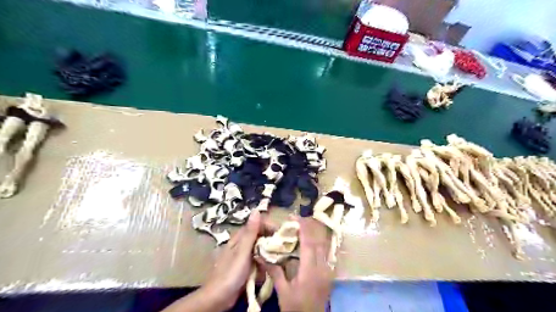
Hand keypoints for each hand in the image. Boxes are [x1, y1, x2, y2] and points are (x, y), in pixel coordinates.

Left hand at [161, 209, 273, 311]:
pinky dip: (262, 266)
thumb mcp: (243, 251)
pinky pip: (258, 262)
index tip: (280, 234)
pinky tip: (264, 273)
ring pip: (260, 251)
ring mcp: (244, 257)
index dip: (269, 227)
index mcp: (240, 238)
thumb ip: (251, 232)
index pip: (257, 225)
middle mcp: (242, 244)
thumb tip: (256, 210)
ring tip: (273, 264)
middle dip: (270, 243)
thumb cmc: (231, 272)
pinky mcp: (246, 268)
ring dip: (267, 256)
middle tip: (280, 251)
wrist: (219, 298)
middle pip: (260, 237)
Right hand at [258, 217, 331, 311]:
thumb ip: (275, 272)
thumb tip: (261, 255)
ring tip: (301, 227)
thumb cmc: (296, 309)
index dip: (302, 227)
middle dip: (308, 227)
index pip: (309, 243)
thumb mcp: (283, 292)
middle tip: (295, 220)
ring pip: (323, 245)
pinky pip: (325, 253)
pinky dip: (317, 243)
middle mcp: (322, 268)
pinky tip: (309, 242)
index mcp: (310, 271)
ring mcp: (328, 270)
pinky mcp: (329, 274)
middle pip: (318, 241)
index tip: (294, 217)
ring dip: (313, 234)